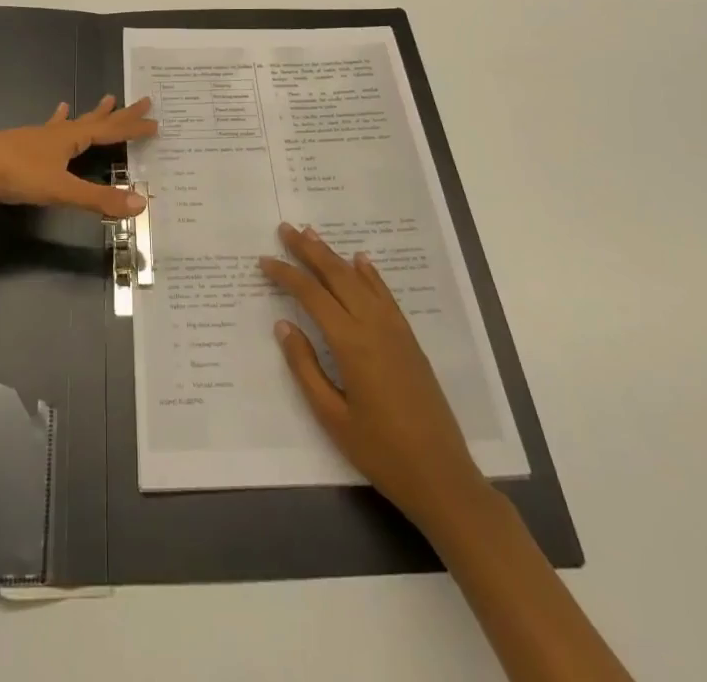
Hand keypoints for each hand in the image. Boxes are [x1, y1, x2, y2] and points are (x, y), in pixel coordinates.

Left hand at [0, 96, 156, 219]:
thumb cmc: (16, 175)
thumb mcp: (60, 190)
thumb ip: (98, 199)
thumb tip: (141, 204)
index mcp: (70, 139)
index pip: (110, 131)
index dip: (133, 128)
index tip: (155, 121)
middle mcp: (58, 133)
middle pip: (96, 120)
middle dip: (120, 114)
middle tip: (141, 99)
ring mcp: (38, 137)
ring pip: (73, 122)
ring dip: (92, 114)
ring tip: (105, 99)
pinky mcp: (22, 145)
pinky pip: (49, 128)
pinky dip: (58, 120)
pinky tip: (57, 113)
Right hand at [260, 223, 484, 528]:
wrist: (442, 476)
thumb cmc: (381, 451)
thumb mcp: (332, 417)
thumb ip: (305, 367)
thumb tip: (283, 325)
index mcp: (351, 343)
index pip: (311, 295)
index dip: (286, 275)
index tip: (264, 261)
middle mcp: (373, 326)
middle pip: (336, 276)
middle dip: (309, 250)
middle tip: (286, 229)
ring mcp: (395, 330)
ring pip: (360, 280)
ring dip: (334, 255)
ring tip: (313, 234)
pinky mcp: (409, 340)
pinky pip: (385, 295)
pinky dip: (370, 274)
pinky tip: (360, 261)